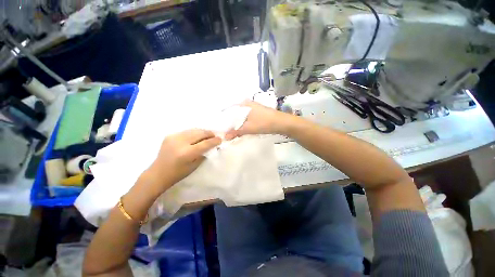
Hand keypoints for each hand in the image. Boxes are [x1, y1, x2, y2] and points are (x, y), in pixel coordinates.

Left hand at [147, 129, 220, 192]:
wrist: (158, 173)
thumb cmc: (178, 173)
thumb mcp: (194, 166)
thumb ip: (204, 154)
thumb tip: (211, 145)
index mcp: (187, 153)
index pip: (205, 143)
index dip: (214, 141)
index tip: (220, 139)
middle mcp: (180, 142)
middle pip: (200, 133)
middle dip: (209, 134)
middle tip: (215, 136)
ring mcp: (174, 137)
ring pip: (194, 130)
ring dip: (202, 132)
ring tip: (207, 135)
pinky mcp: (170, 135)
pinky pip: (187, 131)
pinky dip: (194, 133)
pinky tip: (197, 137)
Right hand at [225, 101, 291, 139]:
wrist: (281, 123)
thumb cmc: (264, 123)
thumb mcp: (248, 128)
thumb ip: (236, 132)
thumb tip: (225, 137)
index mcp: (243, 104)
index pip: (229, 110)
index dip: (223, 118)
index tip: (218, 126)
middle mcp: (247, 104)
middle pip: (234, 113)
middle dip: (229, 122)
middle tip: (223, 130)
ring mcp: (252, 108)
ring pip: (240, 116)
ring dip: (236, 123)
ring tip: (229, 131)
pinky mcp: (257, 113)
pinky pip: (245, 118)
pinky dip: (242, 123)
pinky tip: (239, 129)